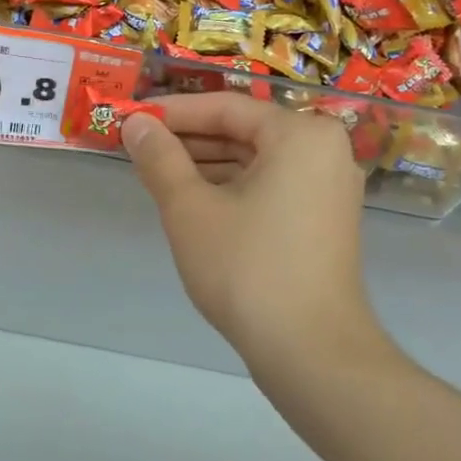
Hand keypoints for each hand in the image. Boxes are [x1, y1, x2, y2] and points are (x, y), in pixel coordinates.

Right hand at [122, 95, 388, 370]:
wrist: (312, 352)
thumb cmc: (247, 268)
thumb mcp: (190, 208)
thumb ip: (160, 158)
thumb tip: (135, 123)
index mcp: (300, 134)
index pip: (226, 107)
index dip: (173, 112)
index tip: (132, 117)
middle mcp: (324, 150)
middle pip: (243, 132)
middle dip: (189, 140)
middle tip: (139, 146)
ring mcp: (329, 188)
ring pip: (256, 161)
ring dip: (206, 165)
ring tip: (156, 173)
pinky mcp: (324, 219)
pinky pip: (271, 185)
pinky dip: (232, 188)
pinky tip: (193, 200)